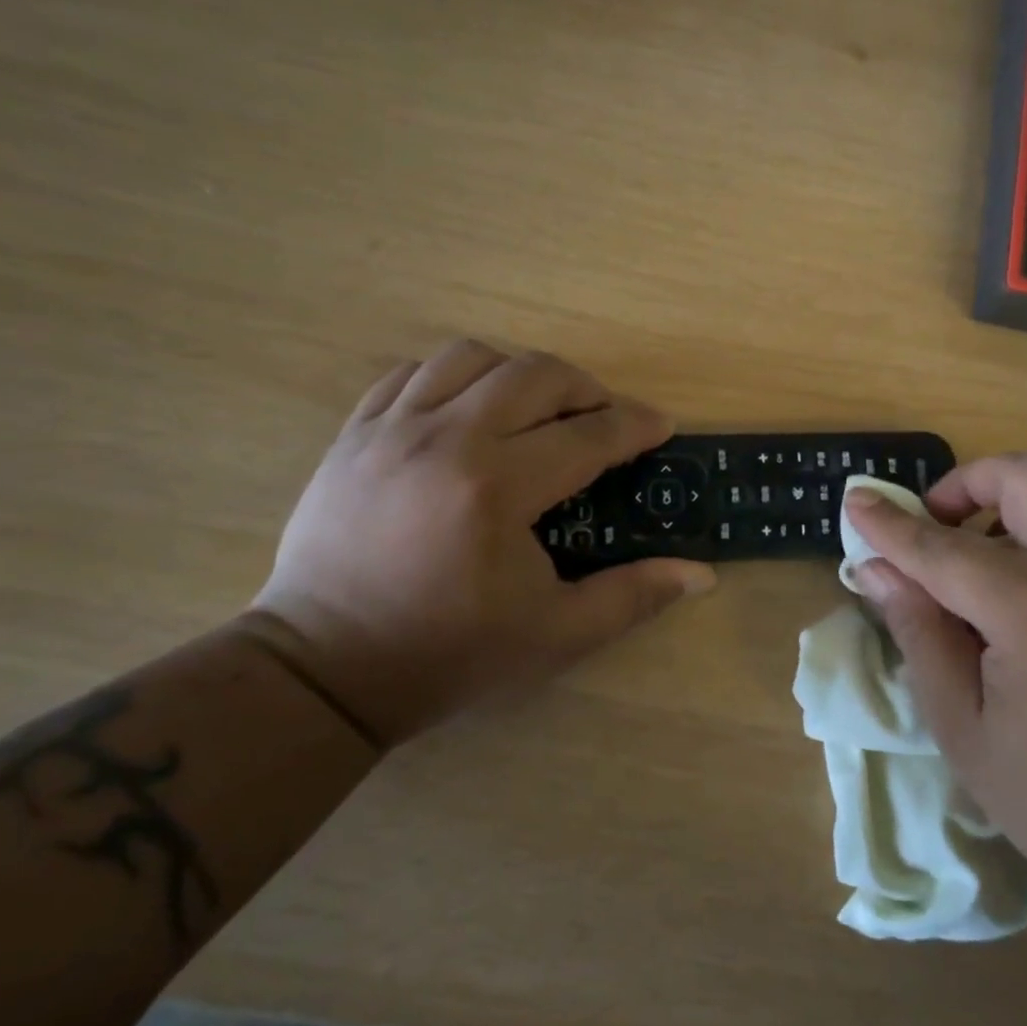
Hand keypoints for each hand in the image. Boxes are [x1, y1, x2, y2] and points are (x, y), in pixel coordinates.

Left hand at [246, 341, 714, 747]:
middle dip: (586, 388)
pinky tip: (469, 411)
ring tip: (538, 410)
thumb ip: (632, 596)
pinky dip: (454, 378)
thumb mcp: (556, 636)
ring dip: (520, 374)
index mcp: (497, 488)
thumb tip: (702, 573)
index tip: (661, 427)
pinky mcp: (354, 434)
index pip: (588, 434)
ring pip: (471, 356)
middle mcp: (445, 439)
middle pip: (535, 374)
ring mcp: (391, 429)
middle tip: (605, 419)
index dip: (635, 425)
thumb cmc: (449, 654)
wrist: (325, 669)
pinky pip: (411, 373)